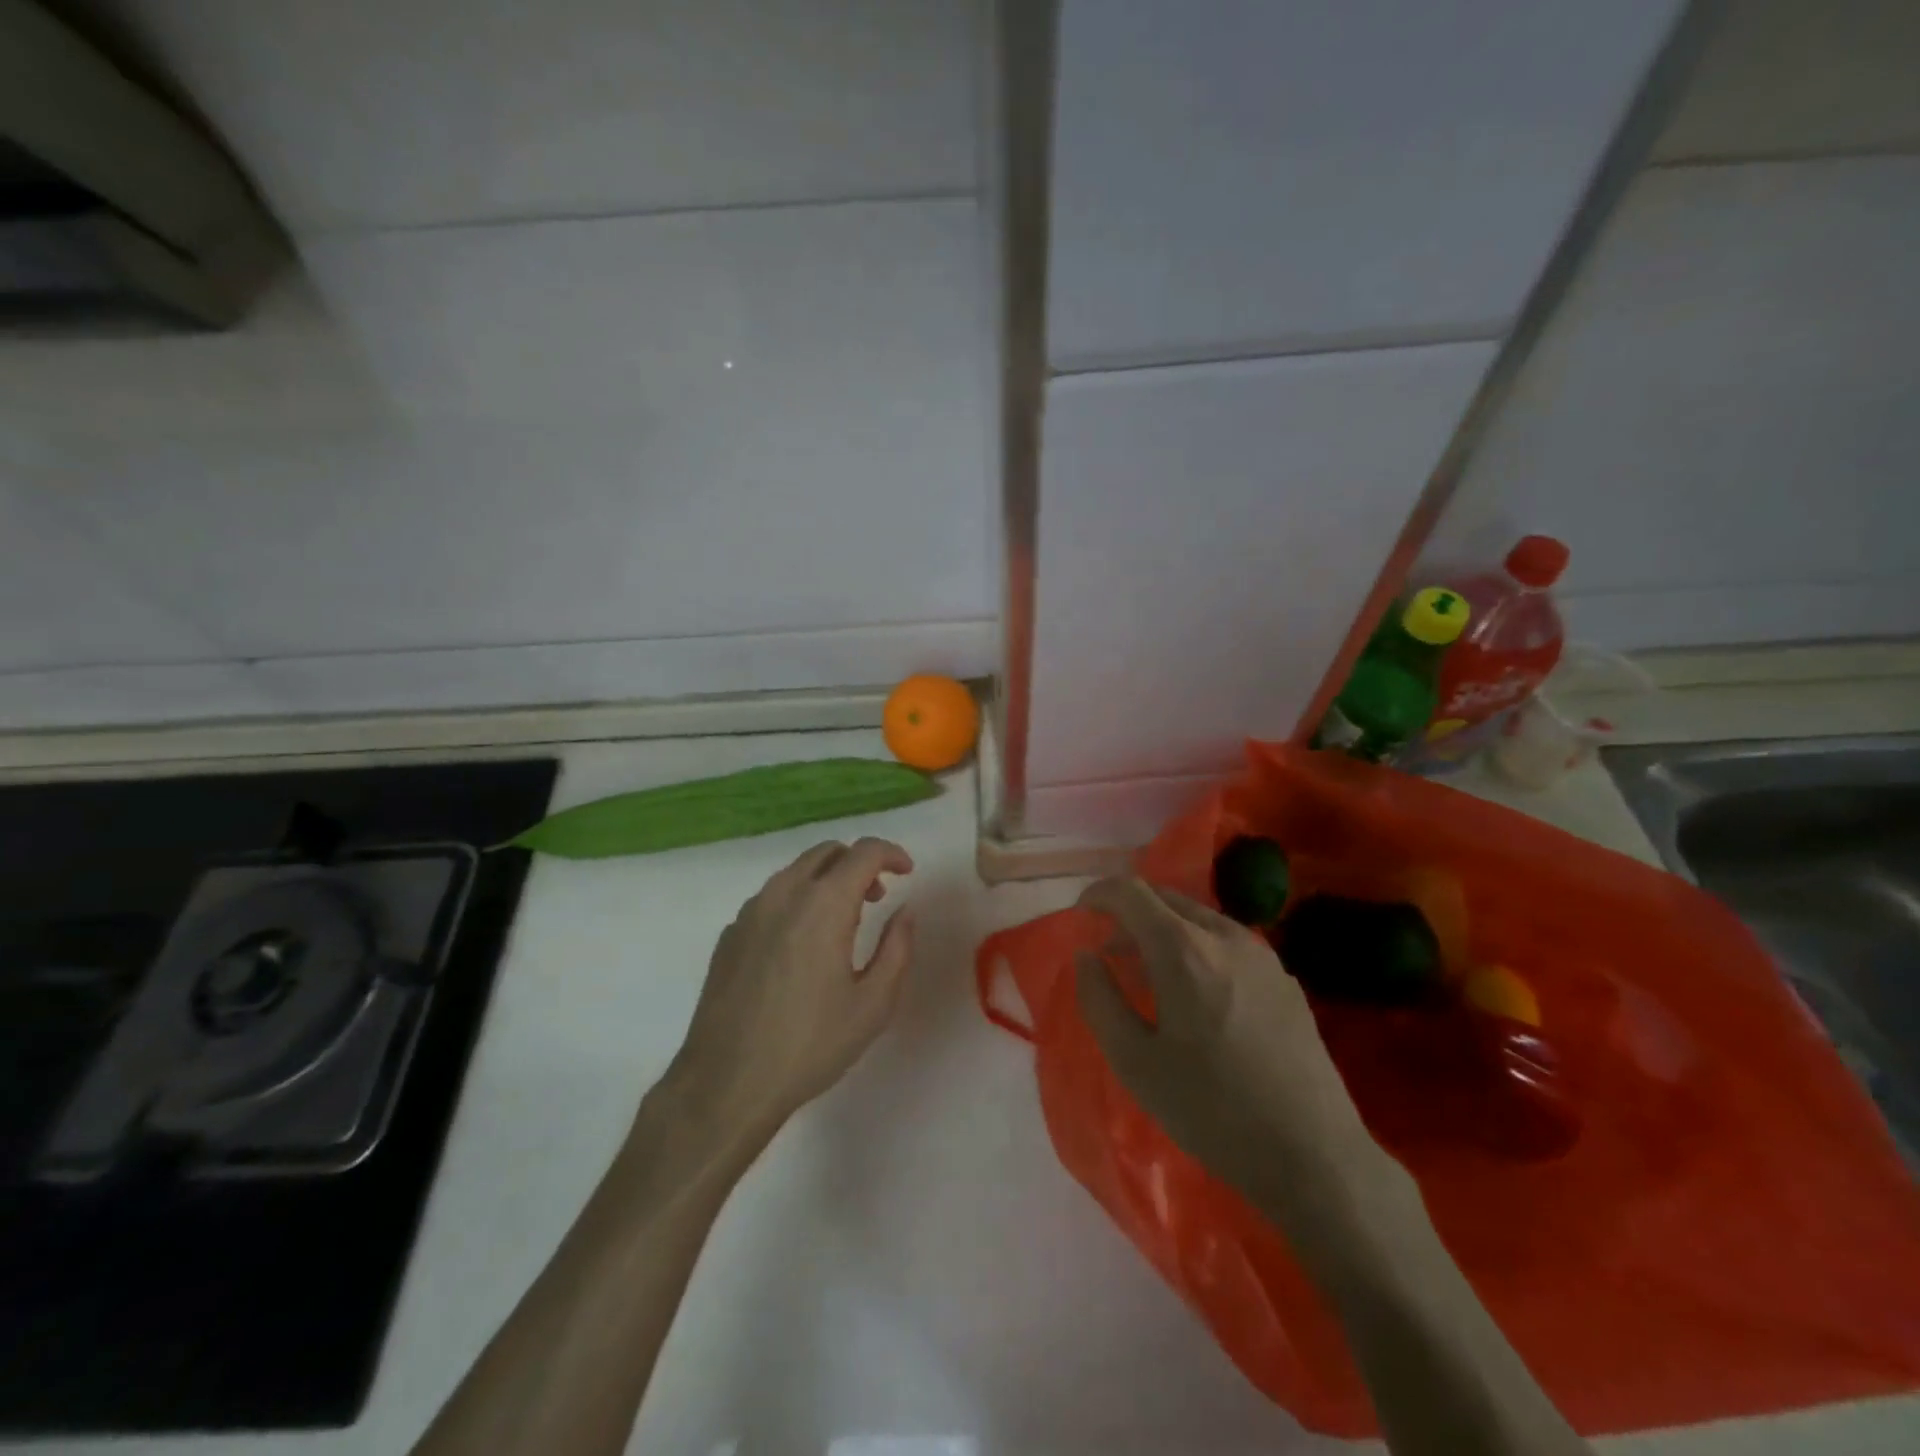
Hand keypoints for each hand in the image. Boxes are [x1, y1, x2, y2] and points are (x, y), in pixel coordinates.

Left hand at [665, 838, 914, 1142]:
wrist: (727, 1083)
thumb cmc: (810, 1044)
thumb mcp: (873, 1003)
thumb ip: (897, 947)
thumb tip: (904, 911)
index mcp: (824, 904)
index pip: (863, 852)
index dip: (891, 854)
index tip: (907, 872)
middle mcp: (783, 894)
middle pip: (826, 853)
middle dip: (858, 864)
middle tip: (877, 897)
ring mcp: (750, 912)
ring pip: (795, 872)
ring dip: (826, 881)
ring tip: (842, 923)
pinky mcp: (729, 934)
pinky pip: (771, 899)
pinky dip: (797, 902)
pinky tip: (801, 947)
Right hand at [1074, 877, 1376, 1202]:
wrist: (1313, 1154)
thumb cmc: (1212, 1110)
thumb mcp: (1135, 1062)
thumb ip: (1099, 999)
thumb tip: (1086, 956)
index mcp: (1183, 949)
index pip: (1130, 891)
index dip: (1098, 894)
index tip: (1080, 915)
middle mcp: (1224, 935)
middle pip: (1165, 898)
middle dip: (1129, 914)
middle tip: (1110, 954)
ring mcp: (1261, 953)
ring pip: (1198, 918)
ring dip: (1164, 930)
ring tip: (1151, 976)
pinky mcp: (1284, 977)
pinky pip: (1226, 941)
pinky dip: (1197, 947)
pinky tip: (1198, 996)